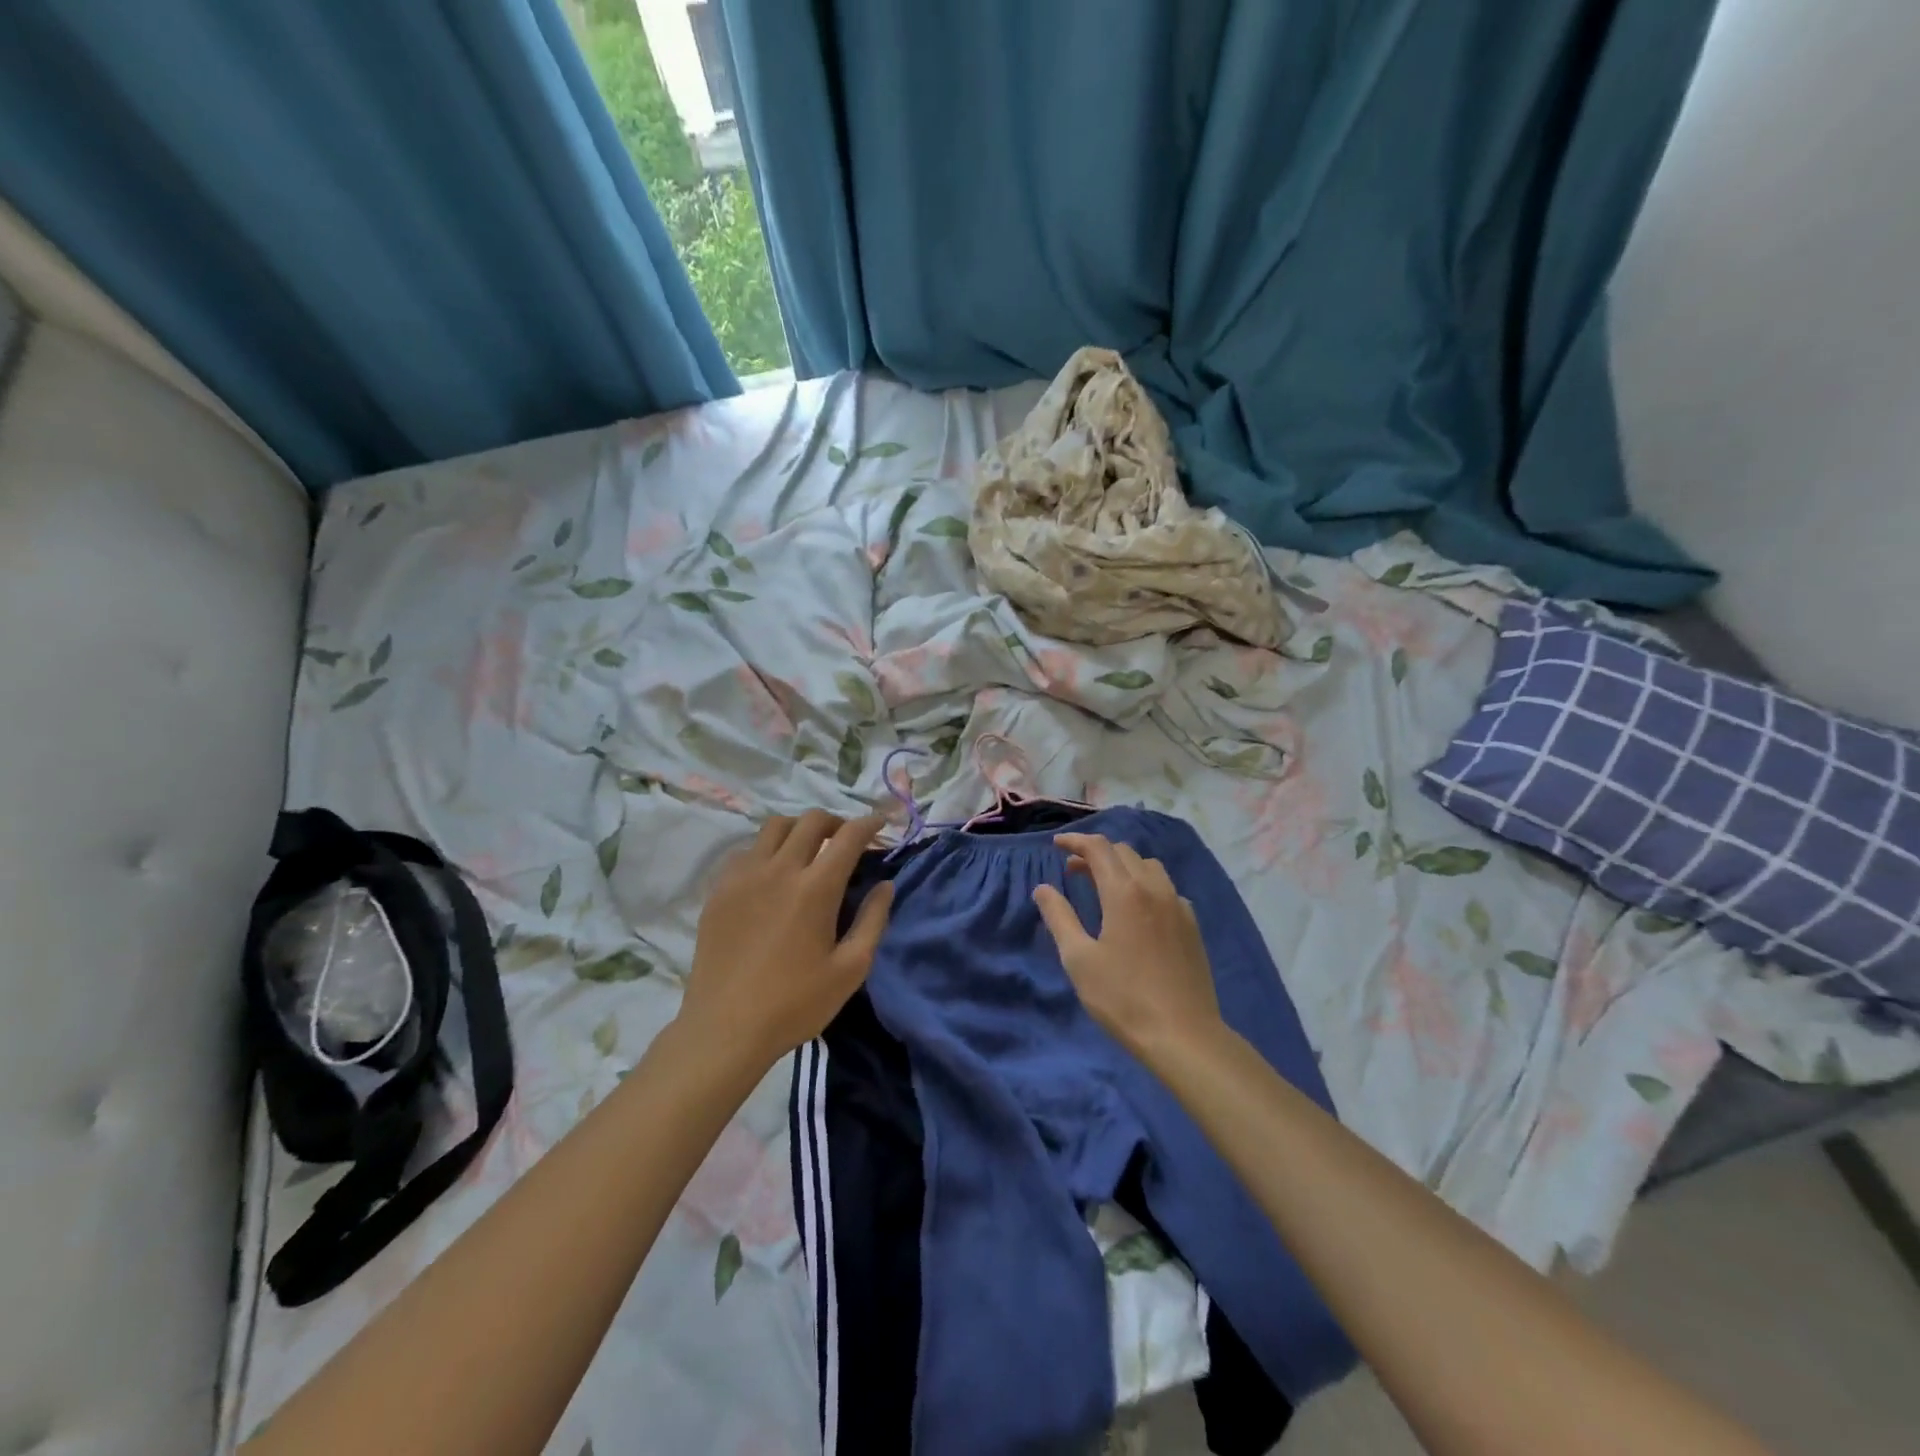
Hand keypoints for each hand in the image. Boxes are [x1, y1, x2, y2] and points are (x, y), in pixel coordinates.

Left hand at [680, 812, 891, 1067]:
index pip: (848, 836)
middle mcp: (779, 870)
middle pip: (811, 820)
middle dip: (836, 822)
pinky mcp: (719, 890)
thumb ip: (873, 920)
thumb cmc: (795, 1004)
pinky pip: (747, 851)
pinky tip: (772, 874)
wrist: (725, 1029)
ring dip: (799, 829)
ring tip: (808, 850)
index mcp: (816, 888)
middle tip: (846, 840)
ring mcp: (743, 876)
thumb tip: (885, 885)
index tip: (879, 824)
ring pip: (775, 826)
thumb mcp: (850, 969)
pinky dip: (767, 850)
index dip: (869, 823)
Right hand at [1032, 833, 1222, 1062]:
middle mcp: (1155, 889)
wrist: (1184, 1035)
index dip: (1075, 841)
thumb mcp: (1079, 959)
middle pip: (1124, 852)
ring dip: (1122, 865)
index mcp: (1125, 893)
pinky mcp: (1192, 925)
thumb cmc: (1123, 998)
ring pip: (1148, 866)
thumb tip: (1043, 888)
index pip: (1099, 848)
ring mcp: (1178, 905)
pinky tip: (1136, 910)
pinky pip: (1166, 888)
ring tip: (1104, 886)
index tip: (1056, 844)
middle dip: (1096, 853)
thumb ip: (1059, 917)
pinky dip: (1144, 884)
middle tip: (1073, 870)